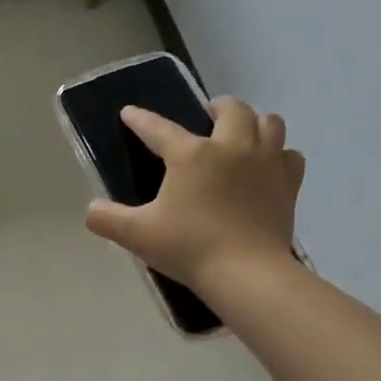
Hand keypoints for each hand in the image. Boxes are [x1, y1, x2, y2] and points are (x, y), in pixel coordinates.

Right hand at [84, 99, 304, 296]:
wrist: (246, 273)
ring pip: (269, 122)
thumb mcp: (138, 235)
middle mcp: (231, 147)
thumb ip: (107, 219)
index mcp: (191, 154)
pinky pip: (290, 155)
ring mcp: (266, 162)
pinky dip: (279, 155)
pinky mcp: (288, 184)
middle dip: (217, 108)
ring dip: (254, 123)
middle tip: (206, 120)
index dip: (140, 120)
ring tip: (241, 138)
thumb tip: (91, 210)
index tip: (130, 113)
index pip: (159, 128)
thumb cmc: (189, 248)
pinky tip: (268, 168)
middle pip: (231, 109)